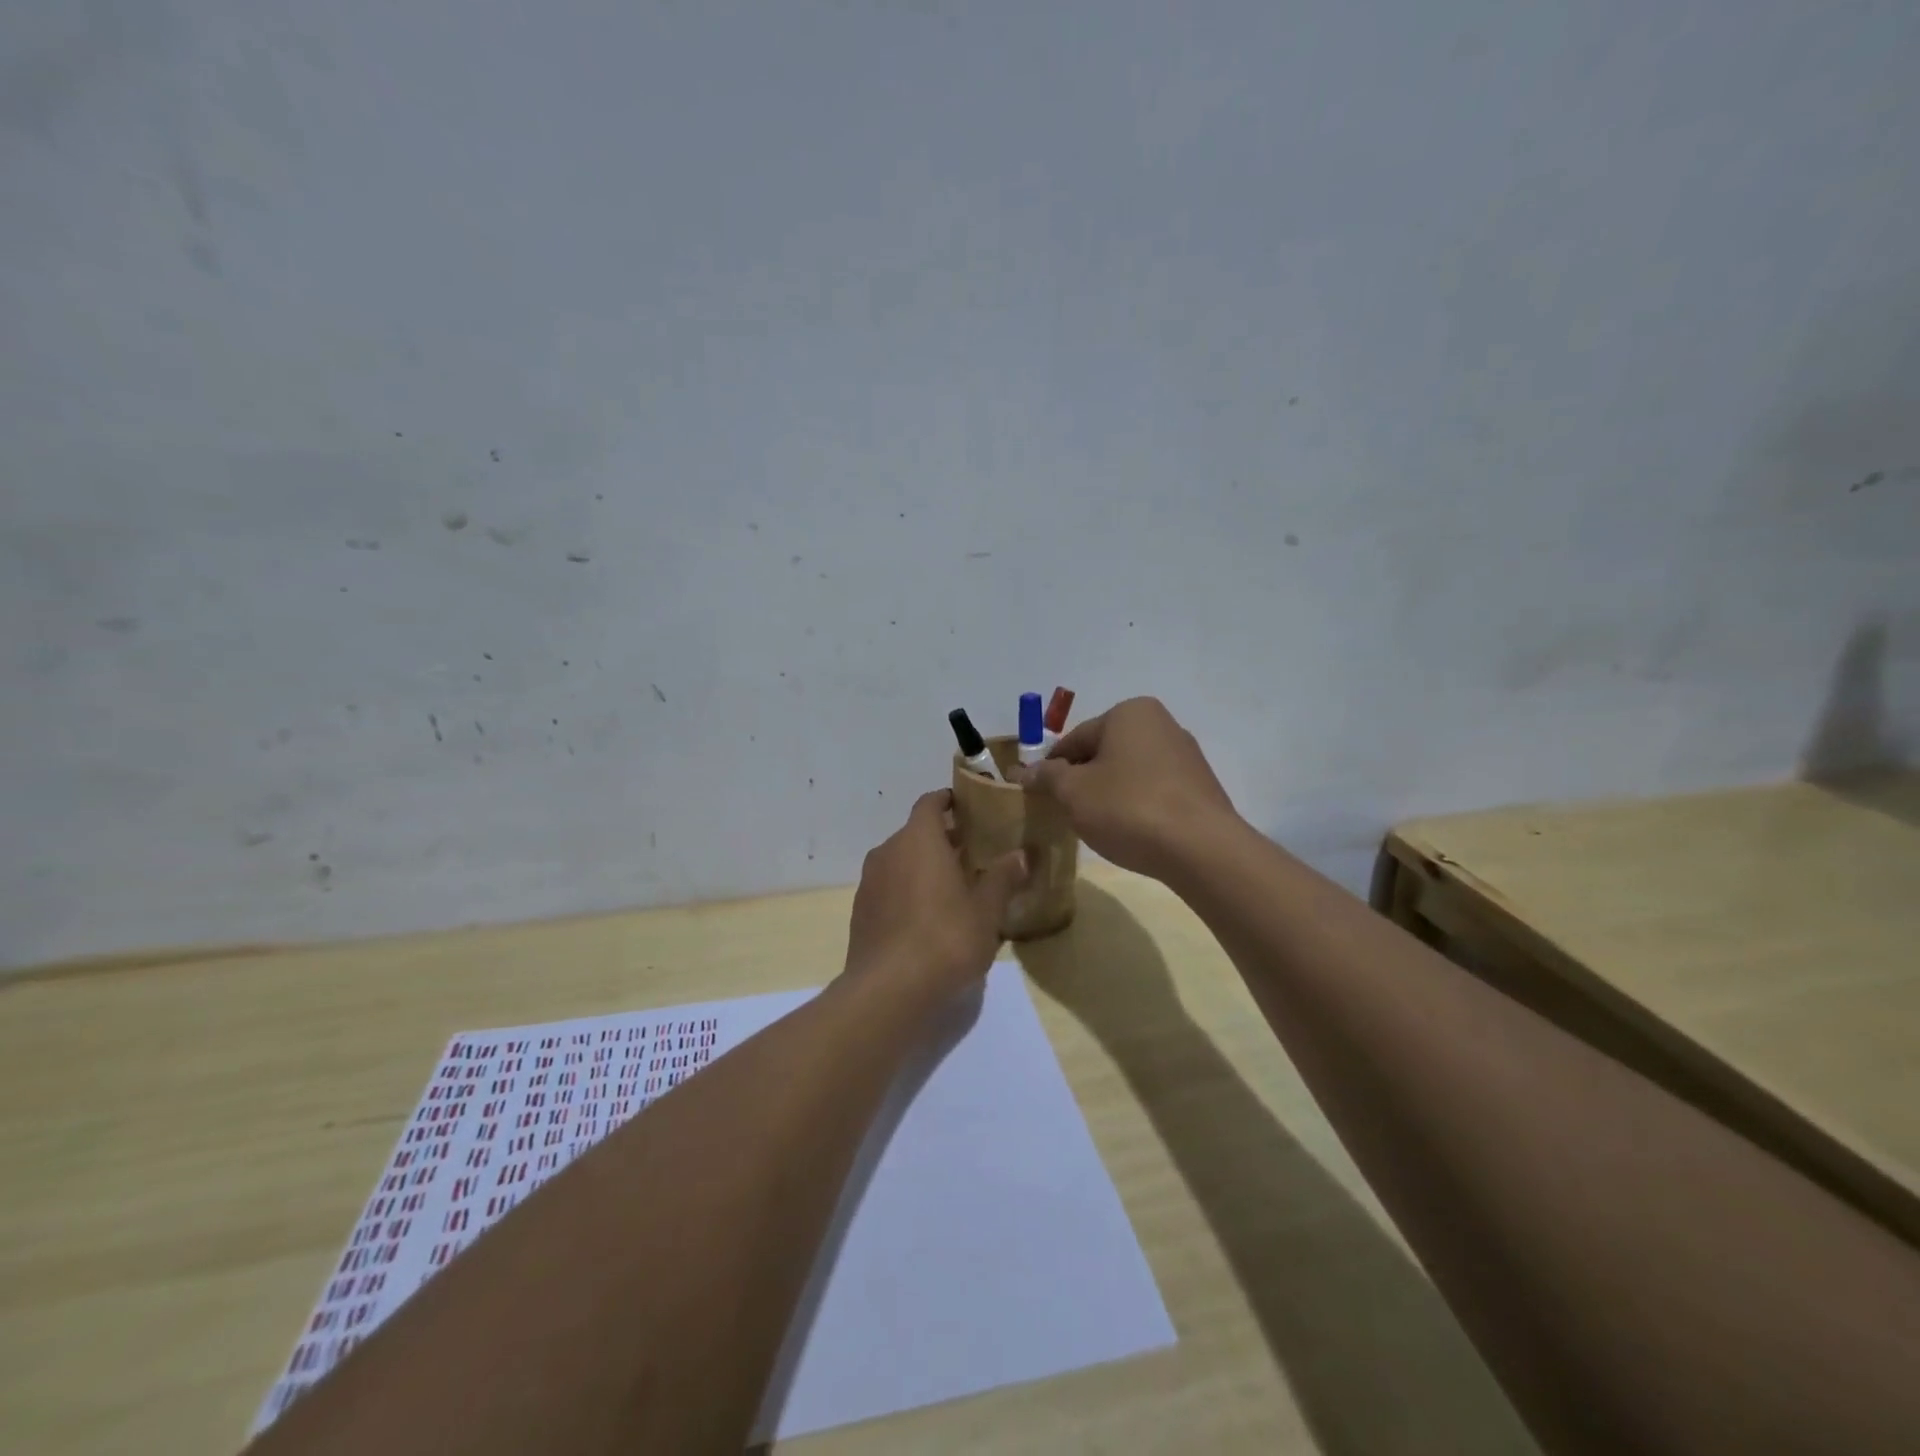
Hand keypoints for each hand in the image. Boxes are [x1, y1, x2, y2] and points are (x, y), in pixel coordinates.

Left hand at [845, 790, 1028, 999]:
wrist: (889, 990)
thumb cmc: (945, 937)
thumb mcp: (986, 909)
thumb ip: (1003, 877)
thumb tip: (1021, 855)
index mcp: (918, 839)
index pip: (930, 803)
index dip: (949, 801)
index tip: (969, 807)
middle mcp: (888, 851)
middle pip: (916, 833)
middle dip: (943, 839)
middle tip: (974, 853)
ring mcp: (870, 882)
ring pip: (901, 862)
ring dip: (924, 867)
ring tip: (955, 887)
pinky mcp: (861, 912)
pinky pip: (889, 888)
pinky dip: (908, 891)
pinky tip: (929, 917)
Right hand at [1016, 697, 1238, 879]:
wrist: (1201, 849)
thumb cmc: (1128, 808)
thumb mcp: (1073, 792)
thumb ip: (1046, 777)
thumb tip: (1022, 772)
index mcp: (1129, 713)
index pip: (1075, 739)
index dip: (1051, 768)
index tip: (1038, 795)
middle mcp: (1161, 724)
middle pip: (1104, 753)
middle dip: (1082, 780)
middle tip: (1065, 812)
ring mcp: (1186, 755)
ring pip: (1129, 772)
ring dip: (1109, 794)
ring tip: (1098, 826)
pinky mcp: (1200, 787)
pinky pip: (1154, 790)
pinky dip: (1136, 805)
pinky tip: (1130, 831)